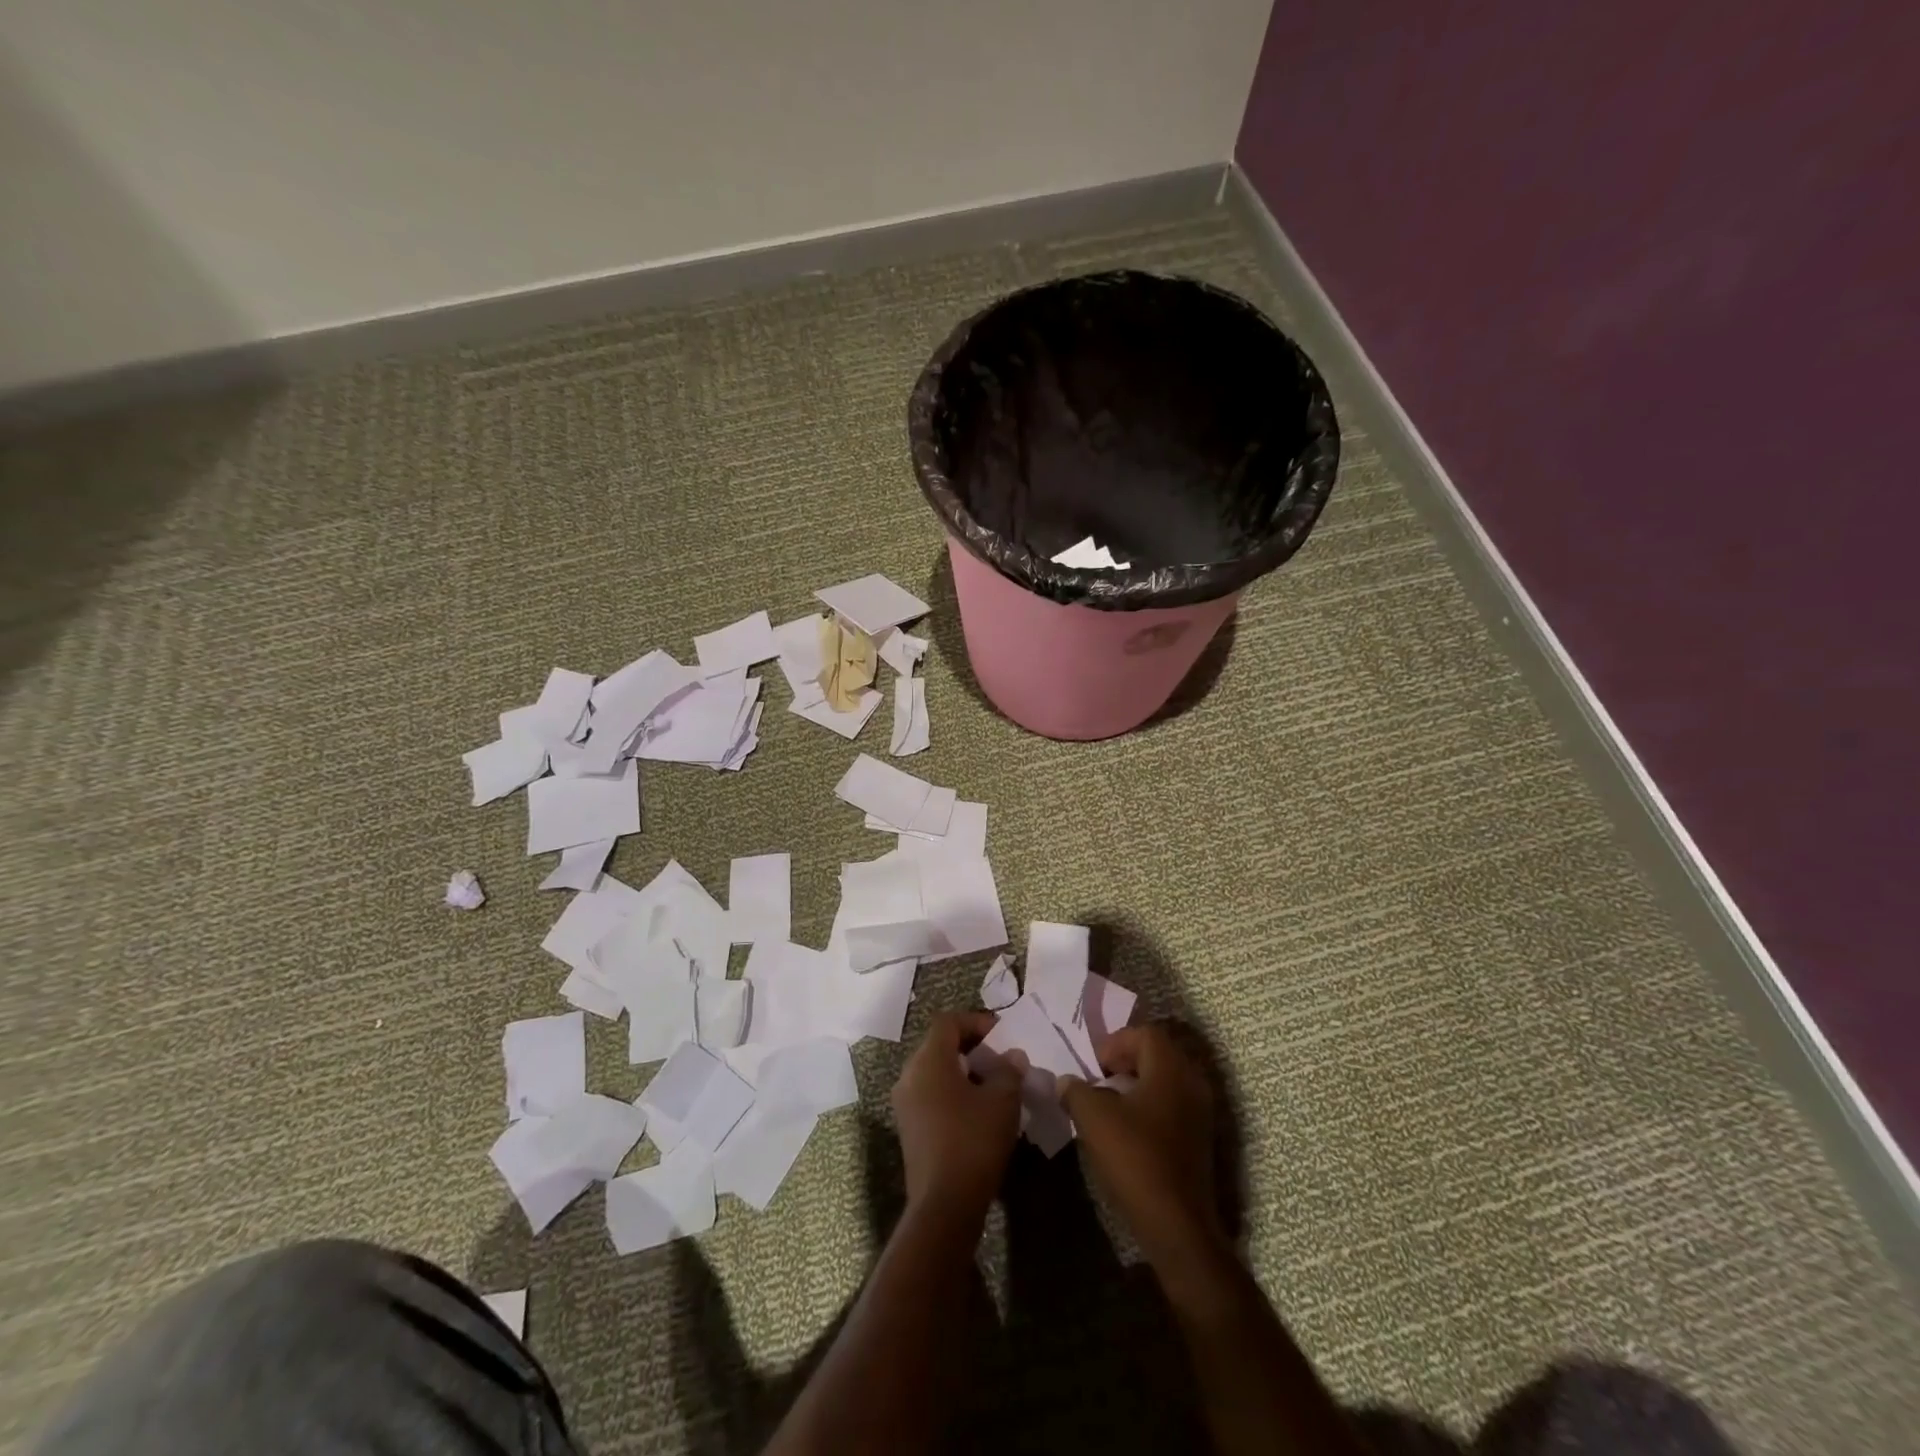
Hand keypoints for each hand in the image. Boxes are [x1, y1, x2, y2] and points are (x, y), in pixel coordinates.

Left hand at [891, 1012, 1022, 1223]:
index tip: (1002, 1035)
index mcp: (929, 1060)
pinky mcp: (909, 1128)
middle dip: (972, 1047)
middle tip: (1001, 1059)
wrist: (944, 1205)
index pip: (948, 1022)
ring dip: (964, 1071)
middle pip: (939, 1044)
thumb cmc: (973, 1141)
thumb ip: (1008, 1070)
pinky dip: (953, 1092)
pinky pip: (931, 1094)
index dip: (976, 1021)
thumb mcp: (1002, 1101)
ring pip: (935, 1071)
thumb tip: (1012, 1056)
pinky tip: (978, 1111)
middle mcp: (910, 1075)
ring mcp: (905, 1103)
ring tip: (994, 1086)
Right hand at [1060, 1023, 1225, 1276]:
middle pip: (1157, 1053)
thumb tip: (1067, 1082)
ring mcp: (1200, 1112)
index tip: (1093, 1066)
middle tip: (1099, 1079)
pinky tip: (1128, 1129)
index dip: (1114, 1043)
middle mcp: (1192, 1082)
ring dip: (1136, 1084)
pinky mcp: (1199, 1138)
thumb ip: (1076, 1090)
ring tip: (1109, 1104)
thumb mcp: (1093, 1118)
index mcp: (1171, 1068)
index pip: (1144, 1034)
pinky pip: (1172, 1104)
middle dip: (1125, 1061)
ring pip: (1165, 1080)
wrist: (1177, 1225)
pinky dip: (1149, 1106)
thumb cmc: (1135, 1159)